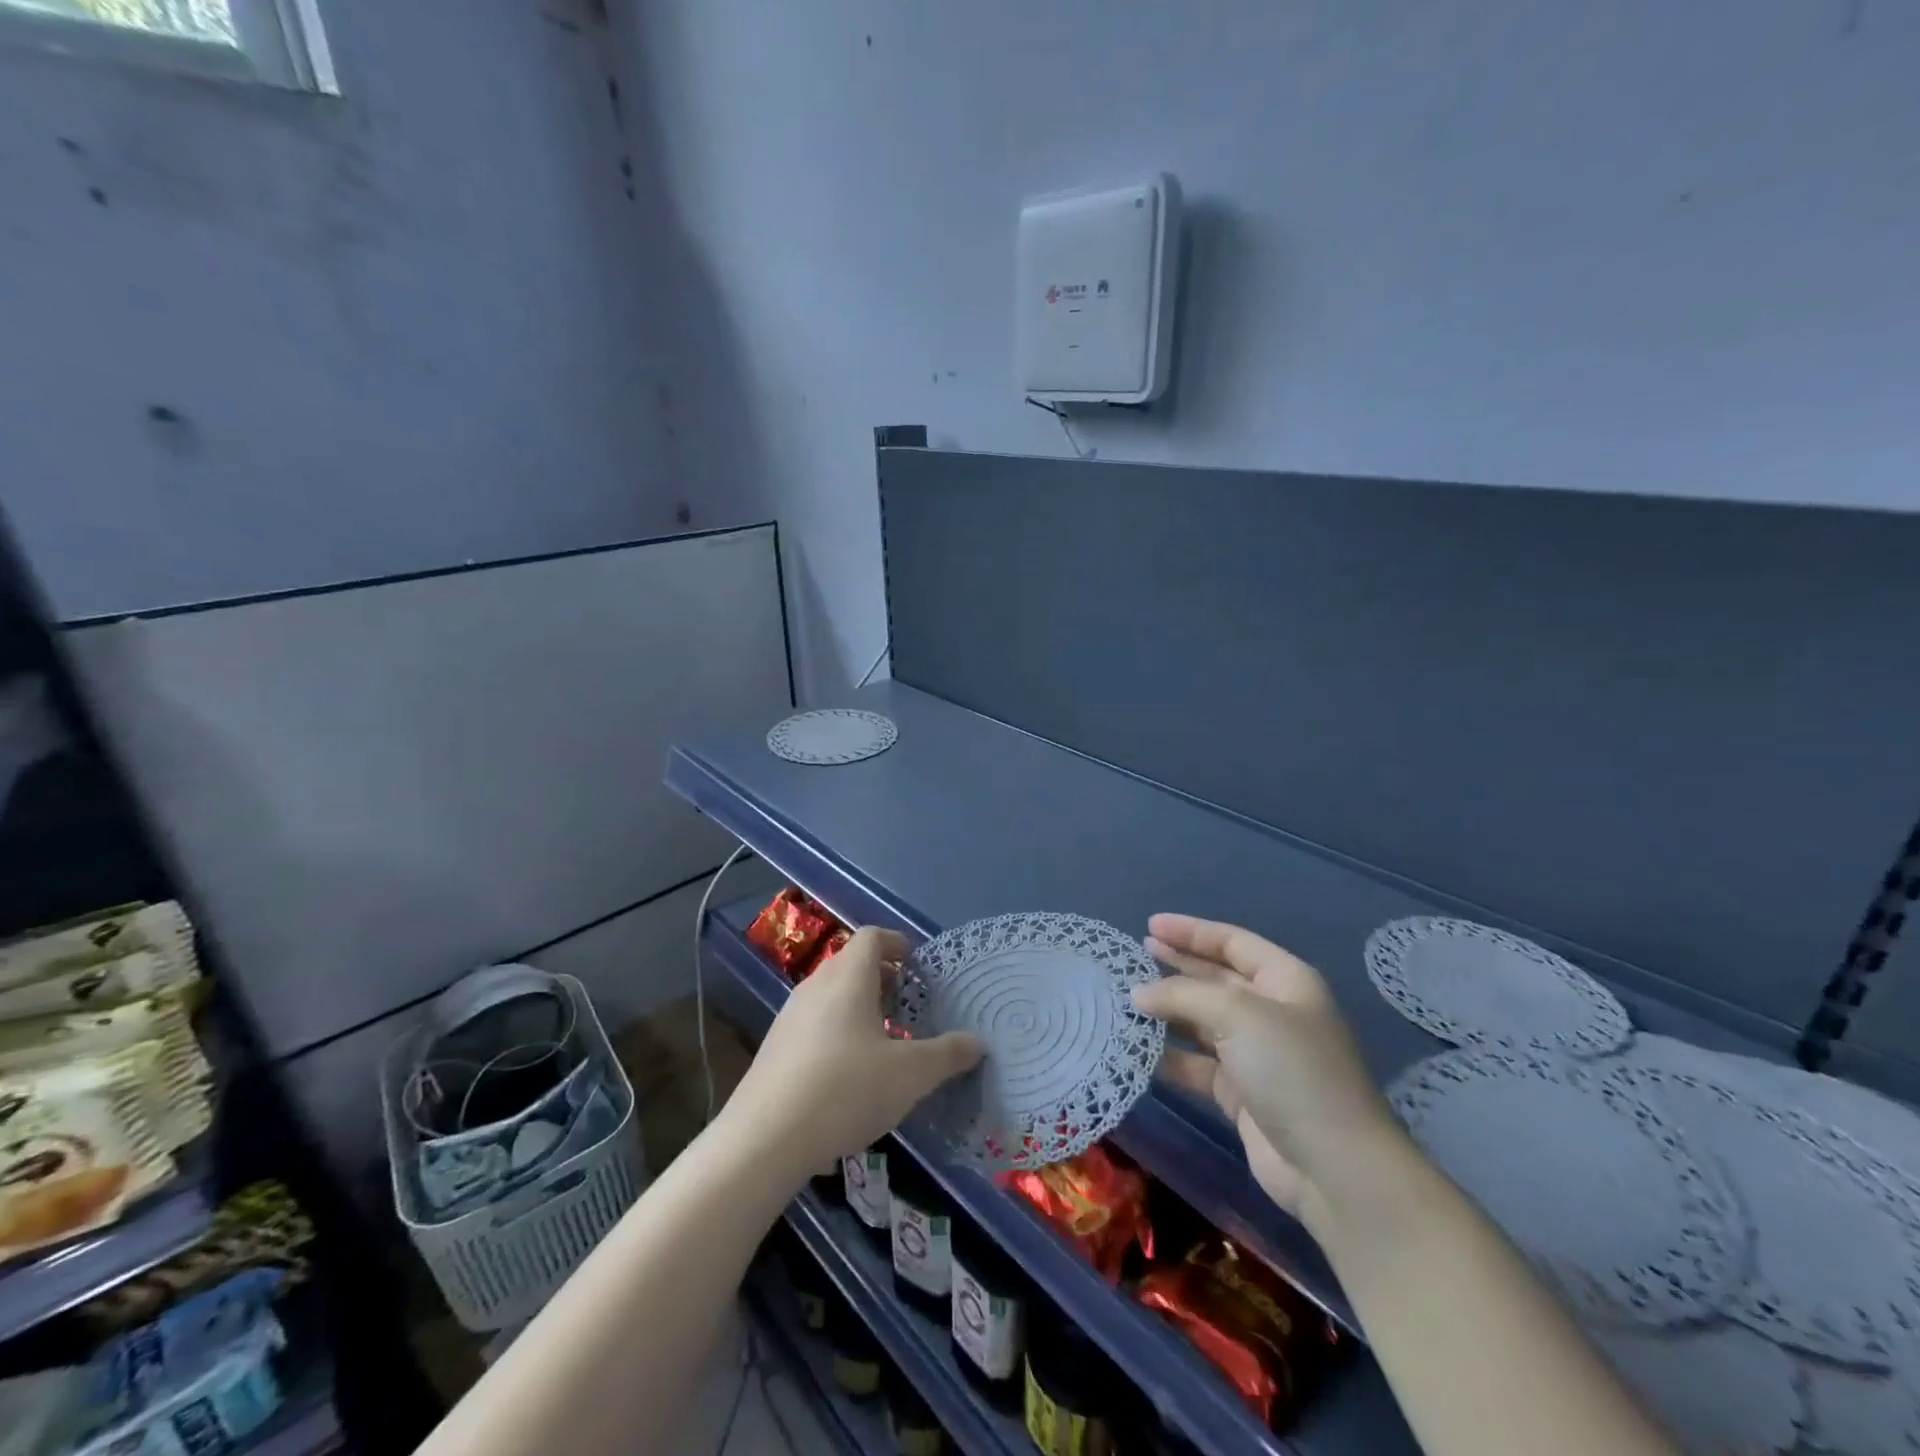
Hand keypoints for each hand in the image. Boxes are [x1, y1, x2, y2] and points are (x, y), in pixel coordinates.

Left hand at [722, 927, 983, 1176]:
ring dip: (858, 1004)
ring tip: (882, 1039)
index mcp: (849, 978)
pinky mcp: (774, 1047)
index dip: (896, 943)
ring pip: (830, 994)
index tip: (915, 963)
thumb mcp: (910, 1075)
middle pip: (850, 963)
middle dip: (881, 977)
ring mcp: (790, 1016)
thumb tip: (978, 1043)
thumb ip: (947, 1055)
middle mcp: (816, 986)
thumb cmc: (846, 1090)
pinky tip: (848, 1071)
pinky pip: (814, 1021)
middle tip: (907, 1003)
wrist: (765, 1138)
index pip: (871, 937)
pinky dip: (837, 1029)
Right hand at [1133, 914, 1401, 1221]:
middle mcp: (1272, 1013)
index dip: (1192, 931)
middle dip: (1177, 965)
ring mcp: (1257, 1055)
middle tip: (1134, 956)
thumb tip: (1137, 993)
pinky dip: (1170, 1056)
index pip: (1233, 942)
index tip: (1150, 925)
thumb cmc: (1292, 1070)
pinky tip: (1138, 1049)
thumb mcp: (1237, 1015)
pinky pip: (1197, 1064)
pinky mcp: (1241, 1093)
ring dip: (1168, 1011)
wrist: (1333, 1167)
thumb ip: (1183, 995)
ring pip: (1202, 1022)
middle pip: (1216, 978)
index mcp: (1285, 982)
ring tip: (1126, 1001)